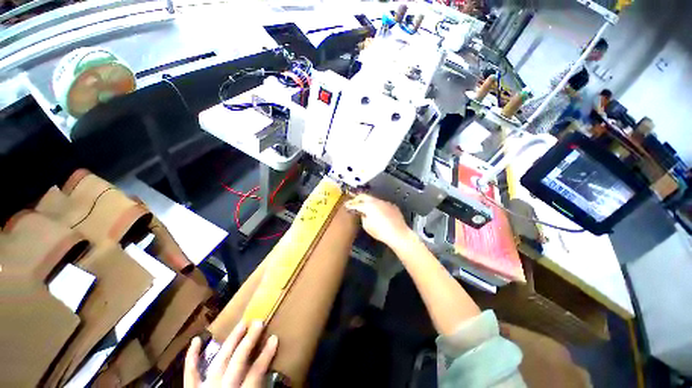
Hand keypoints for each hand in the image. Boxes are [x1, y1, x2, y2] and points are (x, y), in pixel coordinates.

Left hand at [184, 321, 277, 387]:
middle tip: (259, 322)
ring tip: (242, 324)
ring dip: (231, 341)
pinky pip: (191, 372)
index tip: (275, 338)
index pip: (256, 373)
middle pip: (238, 361)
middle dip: (249, 341)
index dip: (266, 355)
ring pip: (219, 360)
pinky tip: (197, 339)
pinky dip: (192, 357)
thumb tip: (271, 377)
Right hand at [345, 194, 411, 246]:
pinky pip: (383, 204)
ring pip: (374, 199)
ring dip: (369, 202)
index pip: (356, 204)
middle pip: (364, 196)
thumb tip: (363, 214)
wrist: (398, 234)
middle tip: (354, 201)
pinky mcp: (392, 206)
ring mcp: (385, 202)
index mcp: (368, 206)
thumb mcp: (367, 226)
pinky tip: (379, 212)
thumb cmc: (382, 232)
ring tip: (367, 207)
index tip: (347, 205)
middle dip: (358, 198)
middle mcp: (376, 202)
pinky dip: (379, 206)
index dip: (350, 205)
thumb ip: (363, 217)